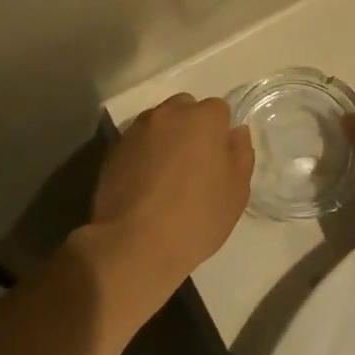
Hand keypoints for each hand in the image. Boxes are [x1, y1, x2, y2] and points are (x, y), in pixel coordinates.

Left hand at [87, 94, 252, 302]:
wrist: (134, 245)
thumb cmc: (196, 218)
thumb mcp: (236, 192)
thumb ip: (241, 154)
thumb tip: (236, 132)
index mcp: (203, 118)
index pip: (218, 110)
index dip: (221, 133)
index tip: (218, 160)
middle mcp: (168, 113)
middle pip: (186, 109)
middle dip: (192, 128)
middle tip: (195, 164)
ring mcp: (137, 129)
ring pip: (160, 123)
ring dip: (167, 138)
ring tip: (167, 175)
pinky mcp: (114, 148)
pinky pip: (138, 142)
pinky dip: (144, 153)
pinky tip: (146, 184)